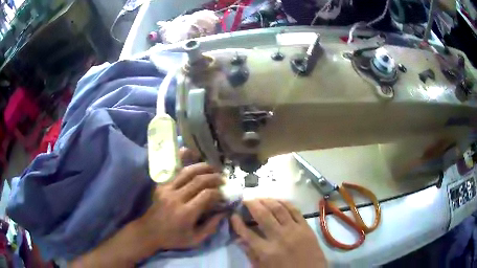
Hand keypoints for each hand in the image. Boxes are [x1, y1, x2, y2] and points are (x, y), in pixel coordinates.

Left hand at [138, 148, 224, 253]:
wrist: (149, 232)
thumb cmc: (173, 238)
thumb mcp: (195, 240)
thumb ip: (211, 227)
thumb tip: (224, 212)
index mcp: (186, 213)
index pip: (206, 195)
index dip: (218, 192)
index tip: (223, 193)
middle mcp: (176, 198)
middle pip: (198, 180)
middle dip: (213, 177)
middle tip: (223, 178)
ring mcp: (167, 189)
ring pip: (187, 172)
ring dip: (202, 167)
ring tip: (213, 168)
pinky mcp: (161, 185)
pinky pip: (174, 170)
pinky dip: (184, 161)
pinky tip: (192, 156)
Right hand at [232, 199, 326, 267]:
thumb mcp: (262, 267)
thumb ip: (250, 253)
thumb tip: (238, 238)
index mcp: (266, 251)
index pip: (246, 232)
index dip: (237, 222)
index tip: (233, 215)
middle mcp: (279, 237)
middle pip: (262, 215)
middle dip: (251, 204)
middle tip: (245, 199)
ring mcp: (294, 230)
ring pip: (278, 209)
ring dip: (267, 200)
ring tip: (259, 198)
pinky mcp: (306, 227)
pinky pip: (294, 210)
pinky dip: (284, 202)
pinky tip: (277, 200)